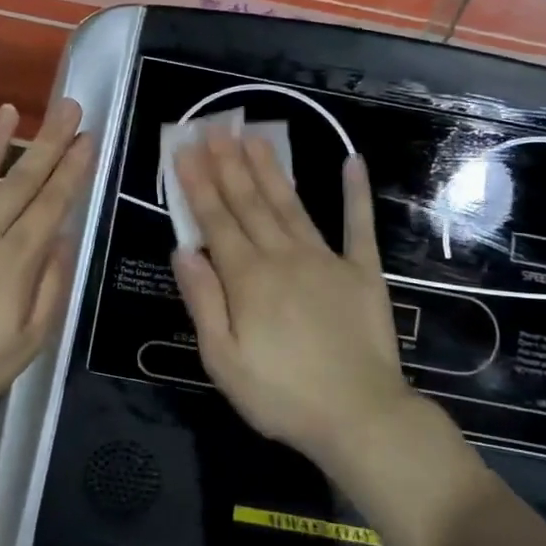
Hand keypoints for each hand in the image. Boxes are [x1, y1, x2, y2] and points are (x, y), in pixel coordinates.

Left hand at [0, 99, 92, 434]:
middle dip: (47, 141)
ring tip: (9, 110)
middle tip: (67, 106)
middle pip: (20, 180)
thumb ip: (50, 287)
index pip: (52, 203)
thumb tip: (62, 239)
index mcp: (15, 259)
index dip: (72, 168)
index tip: (87, 137)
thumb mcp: (29, 343)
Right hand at [169, 132, 423, 464]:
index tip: (185, 151)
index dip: (198, 184)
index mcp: (247, 278)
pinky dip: (355, 193)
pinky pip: (357, 226)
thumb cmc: (281, 395)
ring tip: (255, 136)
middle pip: (250, 203)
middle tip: (216, 127)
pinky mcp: (362, 272)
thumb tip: (183, 250)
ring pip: (291, 204)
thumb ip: (203, 300)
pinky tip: (351, 162)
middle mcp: (283, 257)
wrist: (360, 417)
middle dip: (229, 164)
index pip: (216, 221)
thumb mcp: (222, 359)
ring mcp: (326, 260)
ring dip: (271, 168)